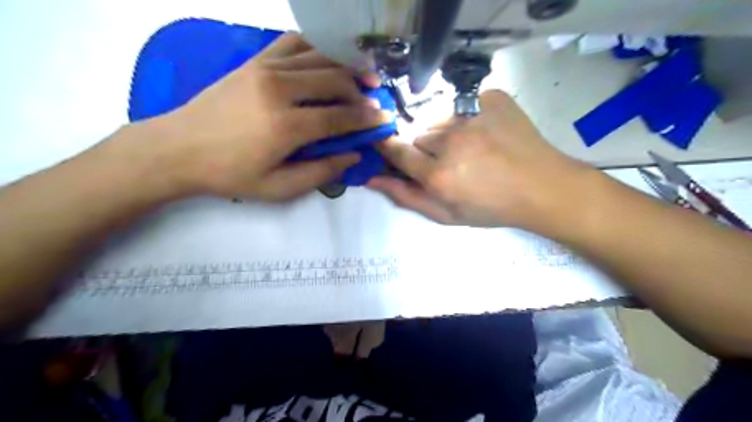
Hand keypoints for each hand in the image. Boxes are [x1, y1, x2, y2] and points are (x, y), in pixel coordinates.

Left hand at [140, 33, 390, 201]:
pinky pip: (294, 43)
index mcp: (286, 126)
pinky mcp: (255, 60)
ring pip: (319, 57)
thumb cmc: (230, 174)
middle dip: (361, 91)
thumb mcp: (278, 188)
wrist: (177, 149)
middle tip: (374, 100)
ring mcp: (265, 68)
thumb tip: (353, 155)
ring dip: (346, 65)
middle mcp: (279, 89)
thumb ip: (321, 172)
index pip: (340, 117)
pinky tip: (329, 57)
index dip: (366, 119)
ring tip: (362, 74)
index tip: (385, 119)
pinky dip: (318, 46)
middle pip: (334, 81)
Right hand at [369, 90, 593, 233]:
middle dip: (425, 148)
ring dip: (446, 132)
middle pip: (418, 135)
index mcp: (437, 174)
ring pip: (439, 118)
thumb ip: (406, 196)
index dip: (388, 147)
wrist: (542, 187)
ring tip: (470, 147)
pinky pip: (462, 102)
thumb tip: (371, 178)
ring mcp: (471, 114)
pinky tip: (485, 132)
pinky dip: (467, 116)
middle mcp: (450, 141)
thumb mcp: (446, 214)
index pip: (395, 150)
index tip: (388, 147)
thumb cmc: (492, 207)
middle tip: (449, 161)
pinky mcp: (489, 97)